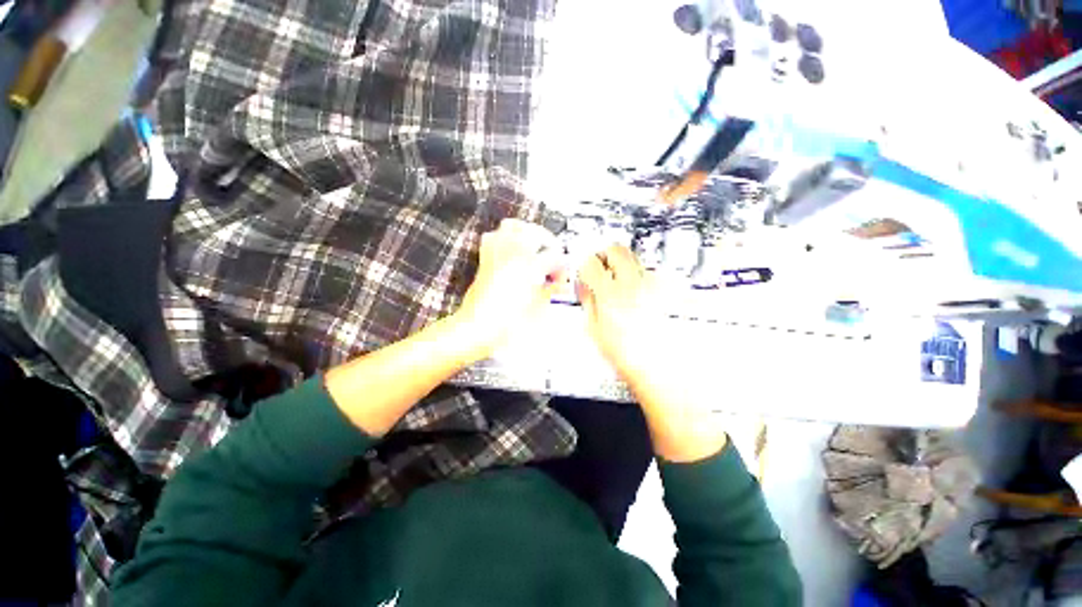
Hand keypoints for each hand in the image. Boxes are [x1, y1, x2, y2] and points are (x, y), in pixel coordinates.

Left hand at [453, 219, 566, 358]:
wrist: (478, 324)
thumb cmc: (508, 319)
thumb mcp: (537, 306)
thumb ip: (551, 290)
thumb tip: (559, 283)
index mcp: (530, 265)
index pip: (555, 256)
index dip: (562, 267)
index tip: (562, 279)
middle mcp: (513, 252)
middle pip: (536, 233)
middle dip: (549, 243)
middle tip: (553, 257)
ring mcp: (497, 251)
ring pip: (513, 226)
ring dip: (527, 233)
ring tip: (534, 246)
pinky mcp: (485, 256)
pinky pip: (493, 235)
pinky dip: (504, 237)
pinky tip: (511, 250)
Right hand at [578, 245, 725, 461]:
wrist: (662, 369)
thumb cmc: (627, 355)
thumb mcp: (595, 331)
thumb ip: (588, 301)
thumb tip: (584, 285)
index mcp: (611, 294)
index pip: (591, 263)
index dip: (585, 265)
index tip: (586, 271)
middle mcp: (634, 283)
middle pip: (617, 249)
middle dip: (606, 255)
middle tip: (602, 267)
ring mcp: (655, 285)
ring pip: (635, 259)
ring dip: (623, 266)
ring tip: (622, 286)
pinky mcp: (669, 289)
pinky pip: (651, 274)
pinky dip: (641, 279)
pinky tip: (640, 296)